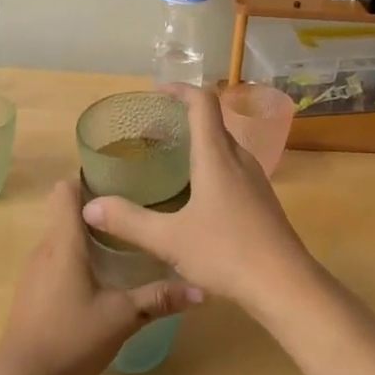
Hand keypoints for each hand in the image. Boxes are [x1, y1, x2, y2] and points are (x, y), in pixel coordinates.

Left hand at [0, 180, 200, 374]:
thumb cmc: (69, 340)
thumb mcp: (121, 317)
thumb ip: (159, 299)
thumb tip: (201, 289)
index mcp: (63, 242)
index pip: (65, 189)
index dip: (90, 179)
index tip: (122, 182)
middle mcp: (44, 249)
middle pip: (68, 212)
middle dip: (100, 209)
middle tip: (138, 212)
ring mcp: (35, 272)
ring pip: (63, 239)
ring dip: (90, 236)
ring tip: (127, 242)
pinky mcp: (32, 293)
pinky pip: (57, 260)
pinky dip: (78, 260)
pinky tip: (104, 278)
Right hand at [80, 84, 320, 316]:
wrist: (285, 284)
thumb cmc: (226, 253)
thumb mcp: (169, 239)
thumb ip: (128, 221)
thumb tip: (89, 206)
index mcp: (217, 156)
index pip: (203, 103)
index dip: (180, 90)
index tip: (157, 92)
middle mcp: (239, 159)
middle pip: (213, 122)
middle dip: (183, 118)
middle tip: (151, 133)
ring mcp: (255, 179)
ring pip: (224, 146)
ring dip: (198, 143)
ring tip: (170, 160)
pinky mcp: (262, 199)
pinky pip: (233, 167)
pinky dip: (211, 164)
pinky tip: (196, 193)